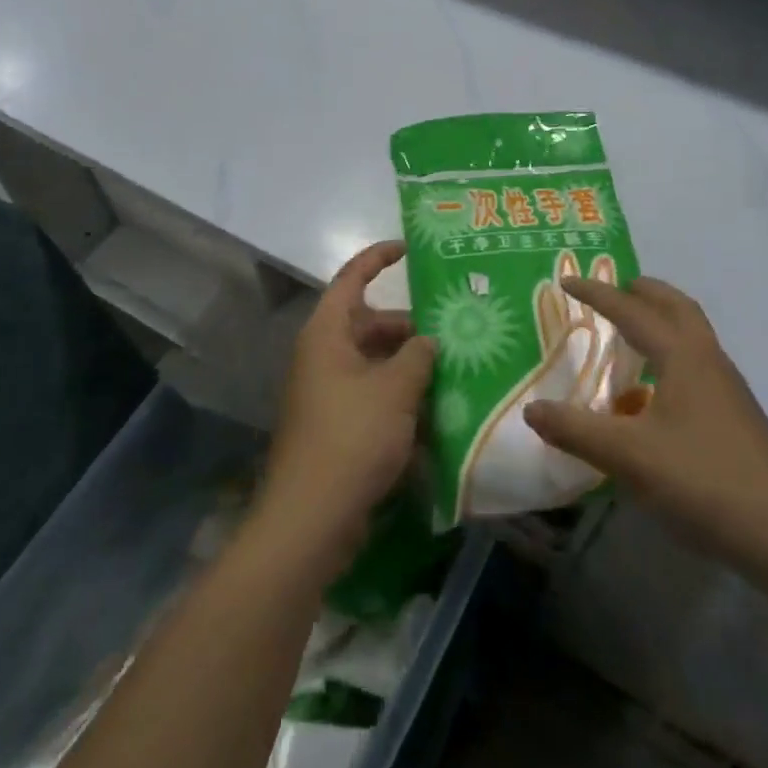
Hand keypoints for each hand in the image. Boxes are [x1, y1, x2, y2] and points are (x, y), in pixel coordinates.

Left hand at [257, 240, 435, 576]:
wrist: (313, 517)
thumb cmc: (352, 437)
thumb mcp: (395, 389)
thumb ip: (418, 356)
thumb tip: (429, 340)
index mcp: (327, 334)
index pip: (351, 279)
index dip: (378, 258)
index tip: (411, 250)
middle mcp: (324, 356)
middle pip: (369, 324)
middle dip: (409, 327)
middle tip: (454, 331)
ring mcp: (329, 393)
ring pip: (375, 363)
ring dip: (410, 365)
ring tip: (455, 370)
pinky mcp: (338, 426)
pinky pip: (373, 396)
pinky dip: (400, 397)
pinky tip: (436, 411)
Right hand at [523, 275, 767, 571]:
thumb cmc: (704, 481)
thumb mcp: (629, 456)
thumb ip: (576, 430)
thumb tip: (532, 409)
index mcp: (683, 357)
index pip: (633, 312)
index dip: (597, 295)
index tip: (567, 282)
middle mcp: (709, 361)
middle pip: (677, 308)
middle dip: (643, 292)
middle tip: (613, 290)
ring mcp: (728, 389)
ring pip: (692, 336)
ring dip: (661, 321)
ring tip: (629, 334)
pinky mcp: (736, 416)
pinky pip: (697, 365)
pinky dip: (670, 355)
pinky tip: (654, 392)